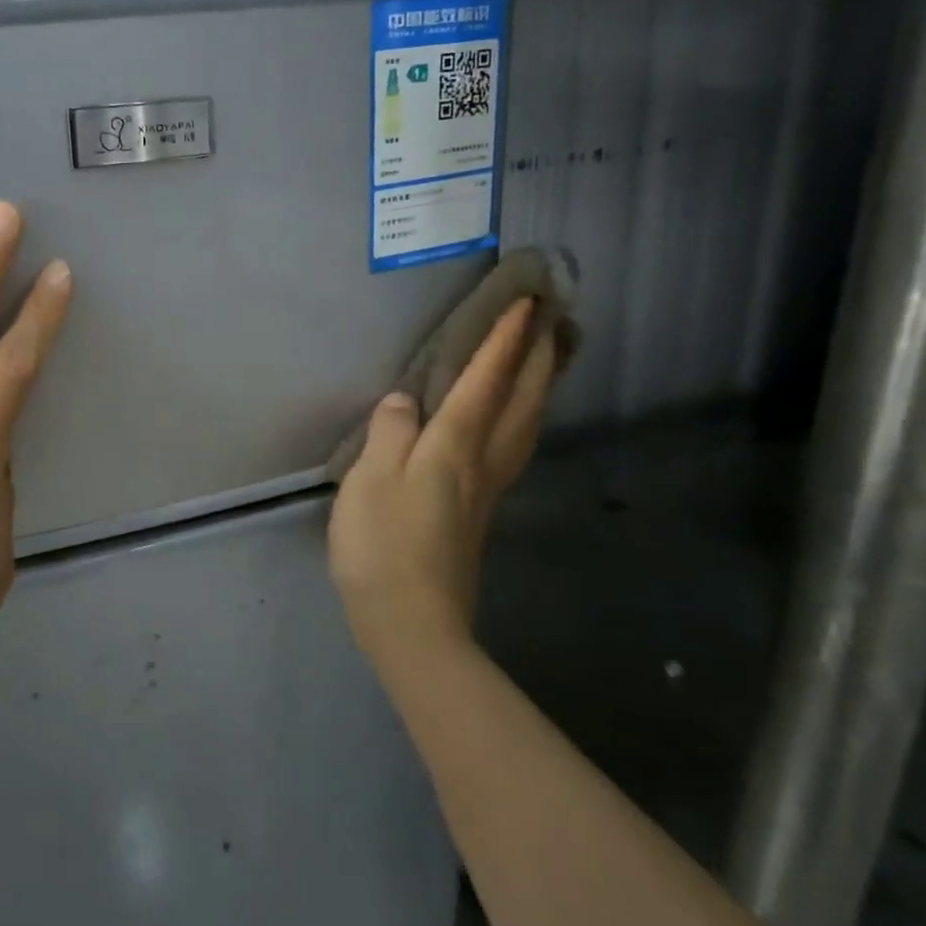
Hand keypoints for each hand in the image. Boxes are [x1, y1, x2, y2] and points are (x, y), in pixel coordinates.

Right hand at [328, 299, 556, 680]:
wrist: (412, 622)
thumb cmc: (382, 547)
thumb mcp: (370, 482)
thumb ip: (389, 435)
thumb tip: (403, 400)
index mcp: (452, 449)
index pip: (483, 384)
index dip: (502, 343)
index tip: (525, 303)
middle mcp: (480, 462)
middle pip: (520, 402)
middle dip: (539, 357)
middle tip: (555, 320)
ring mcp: (486, 490)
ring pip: (525, 426)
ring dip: (540, 386)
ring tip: (548, 358)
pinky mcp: (479, 511)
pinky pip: (513, 446)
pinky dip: (523, 418)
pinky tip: (515, 420)